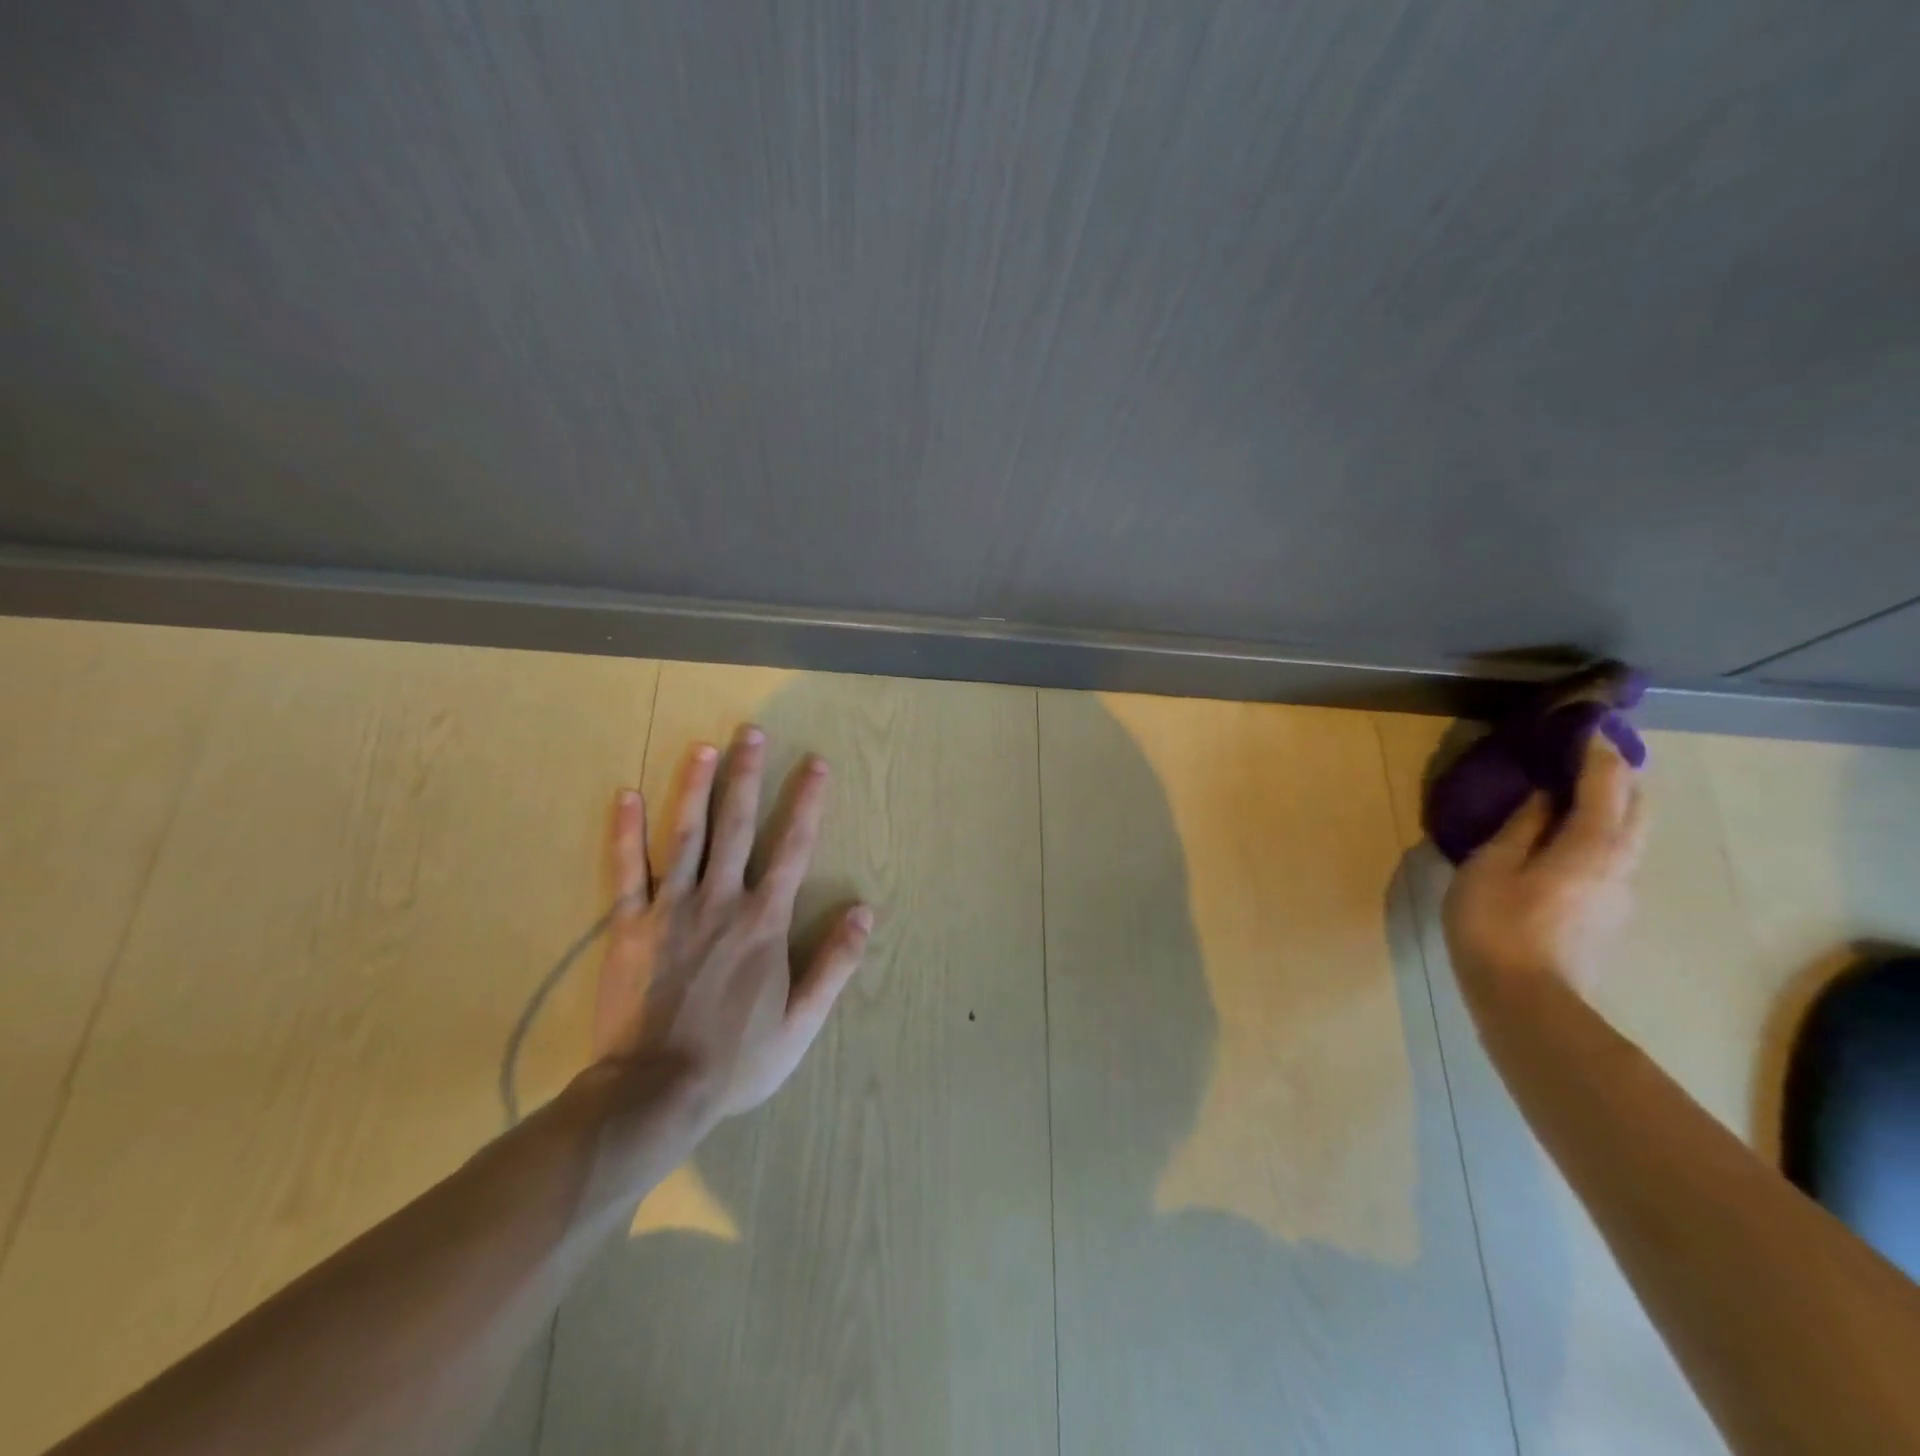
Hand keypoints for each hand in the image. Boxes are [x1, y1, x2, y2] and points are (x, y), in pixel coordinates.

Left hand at [591, 725, 873, 1118]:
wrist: (655, 1092)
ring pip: (684, 834)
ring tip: (703, 747)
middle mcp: (721, 900)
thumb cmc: (736, 1058)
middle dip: (748, 776)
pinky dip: (625, 832)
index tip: (815, 764)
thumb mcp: (802, 1021)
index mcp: (764, 920)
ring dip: (694, 787)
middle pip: (736, 825)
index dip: (807, 803)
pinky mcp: (628, 925)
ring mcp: (671, 908)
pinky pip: (626, 870)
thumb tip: (866, 911)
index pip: (792, 847)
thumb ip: (835, 963)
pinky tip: (625, 795)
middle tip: (752, 732)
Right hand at [1442, 735, 1646, 997]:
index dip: (1597, 752)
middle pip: (1636, 808)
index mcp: (1591, 846)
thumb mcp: (1490, 867)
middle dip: (1619, 777)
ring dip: (1612, 807)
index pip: (1606, 785)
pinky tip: (1567, 841)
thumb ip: (1520, 828)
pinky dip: (1600, 835)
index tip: (1585, 726)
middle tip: (1589, 755)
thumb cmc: (1496, 925)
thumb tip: (1544, 799)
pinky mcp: (1608, 916)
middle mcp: (1620, 864)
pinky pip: (1613, 859)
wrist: (1525, 1000)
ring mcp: (1620, 894)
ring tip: (1578, 793)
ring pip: (1629, 836)